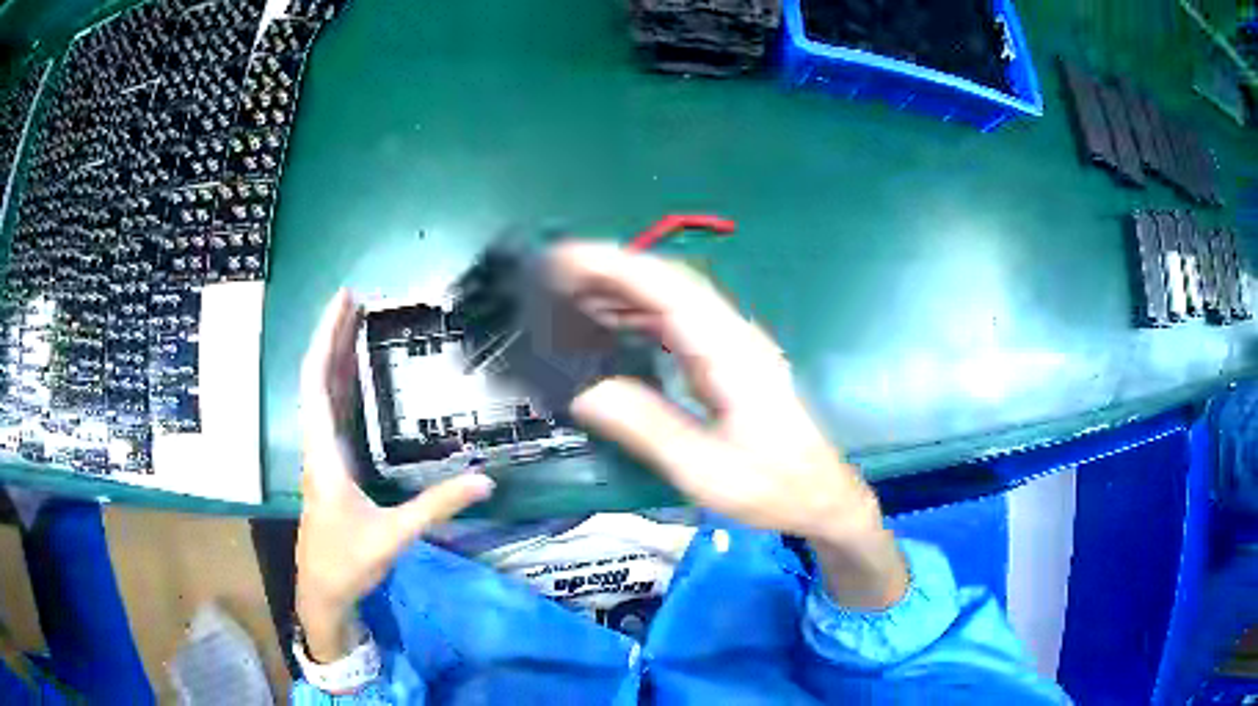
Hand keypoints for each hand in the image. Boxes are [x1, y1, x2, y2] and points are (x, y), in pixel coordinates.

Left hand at [296, 290, 494, 660]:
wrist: (322, 590)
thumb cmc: (348, 562)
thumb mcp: (394, 535)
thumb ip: (437, 507)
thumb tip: (486, 480)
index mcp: (323, 453)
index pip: (317, 382)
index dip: (327, 338)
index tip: (343, 301)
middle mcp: (317, 445)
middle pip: (318, 378)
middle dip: (333, 335)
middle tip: (356, 298)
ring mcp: (321, 454)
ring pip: (323, 393)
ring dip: (336, 355)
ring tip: (356, 322)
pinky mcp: (329, 464)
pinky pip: (332, 412)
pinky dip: (341, 384)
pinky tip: (355, 374)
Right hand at [552, 243, 906, 608]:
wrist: (820, 495)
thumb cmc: (770, 487)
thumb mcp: (703, 469)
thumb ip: (645, 426)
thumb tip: (582, 391)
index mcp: (731, 354)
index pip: (670, 290)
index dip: (616, 267)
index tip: (566, 259)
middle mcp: (733, 336)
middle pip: (670, 283)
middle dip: (611, 271)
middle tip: (553, 276)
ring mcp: (733, 345)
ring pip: (673, 298)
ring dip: (623, 290)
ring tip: (570, 296)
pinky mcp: (729, 360)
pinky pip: (678, 322)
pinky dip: (640, 315)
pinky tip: (612, 326)